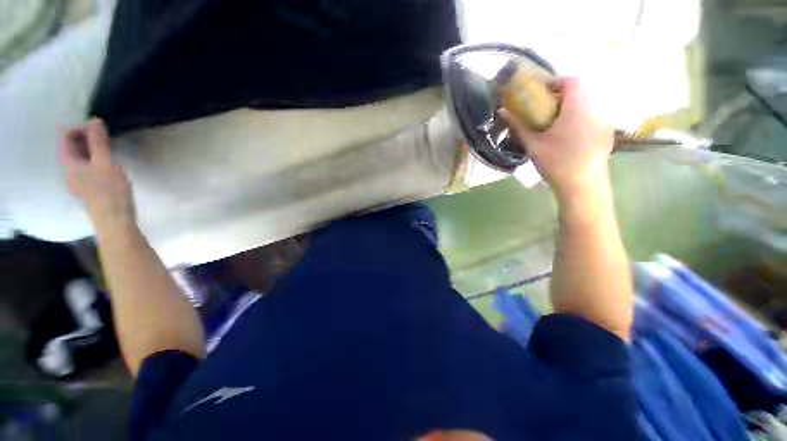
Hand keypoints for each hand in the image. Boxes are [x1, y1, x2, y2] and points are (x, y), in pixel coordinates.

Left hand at [60, 119, 135, 226]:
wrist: (115, 220)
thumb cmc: (109, 191)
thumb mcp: (105, 163)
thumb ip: (98, 142)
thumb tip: (95, 120)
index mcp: (68, 162)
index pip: (66, 135)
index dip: (81, 128)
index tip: (100, 130)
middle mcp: (69, 169)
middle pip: (72, 146)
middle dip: (88, 138)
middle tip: (107, 138)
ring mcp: (78, 179)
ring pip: (81, 156)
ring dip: (93, 149)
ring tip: (110, 150)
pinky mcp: (89, 187)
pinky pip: (88, 166)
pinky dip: (97, 159)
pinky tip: (109, 164)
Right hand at [500, 78, 613, 202]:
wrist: (582, 186)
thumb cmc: (556, 163)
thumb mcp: (533, 144)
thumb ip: (518, 126)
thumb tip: (502, 112)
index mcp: (577, 108)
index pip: (571, 80)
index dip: (555, 82)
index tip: (540, 93)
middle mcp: (595, 110)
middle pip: (579, 93)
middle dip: (559, 97)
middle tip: (542, 111)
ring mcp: (603, 123)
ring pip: (586, 106)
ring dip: (569, 109)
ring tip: (554, 125)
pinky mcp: (606, 135)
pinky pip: (592, 118)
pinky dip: (578, 120)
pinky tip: (568, 138)